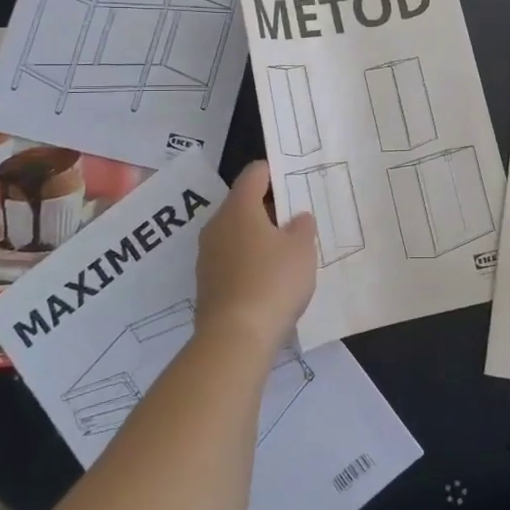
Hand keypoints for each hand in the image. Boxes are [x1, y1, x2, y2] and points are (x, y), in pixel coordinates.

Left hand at [194, 162, 316, 360]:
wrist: (235, 338)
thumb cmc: (273, 281)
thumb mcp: (302, 249)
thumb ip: (302, 226)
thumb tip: (296, 219)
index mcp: (238, 208)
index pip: (253, 174)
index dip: (274, 171)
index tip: (294, 180)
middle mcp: (217, 226)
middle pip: (243, 204)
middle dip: (269, 207)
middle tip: (297, 218)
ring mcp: (207, 256)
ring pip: (236, 233)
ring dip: (259, 236)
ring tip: (287, 250)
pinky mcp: (207, 284)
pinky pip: (231, 260)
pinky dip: (249, 261)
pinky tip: (270, 279)